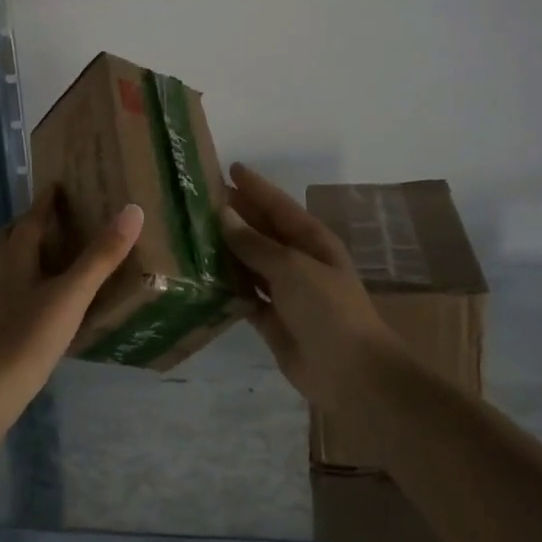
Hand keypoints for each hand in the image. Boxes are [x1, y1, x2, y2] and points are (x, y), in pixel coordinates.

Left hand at [0, 187, 144, 409]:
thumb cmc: (30, 334)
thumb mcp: (72, 293)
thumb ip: (101, 256)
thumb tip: (131, 211)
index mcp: (15, 256)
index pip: (30, 219)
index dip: (44, 202)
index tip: (56, 186)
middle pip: (10, 237)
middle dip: (28, 223)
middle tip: (52, 218)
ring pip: (4, 263)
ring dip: (21, 251)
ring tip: (46, 253)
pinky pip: (6, 288)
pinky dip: (21, 280)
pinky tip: (36, 297)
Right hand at [219, 163, 400, 411]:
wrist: (351, 372)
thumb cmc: (327, 309)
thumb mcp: (291, 267)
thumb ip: (254, 243)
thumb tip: (224, 214)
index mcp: (312, 241)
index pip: (278, 206)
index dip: (255, 187)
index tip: (229, 168)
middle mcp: (297, 262)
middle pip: (261, 232)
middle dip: (235, 216)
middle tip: (198, 199)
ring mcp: (285, 292)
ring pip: (249, 263)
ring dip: (225, 250)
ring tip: (190, 233)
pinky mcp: (271, 320)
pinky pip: (243, 295)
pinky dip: (225, 287)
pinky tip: (199, 277)